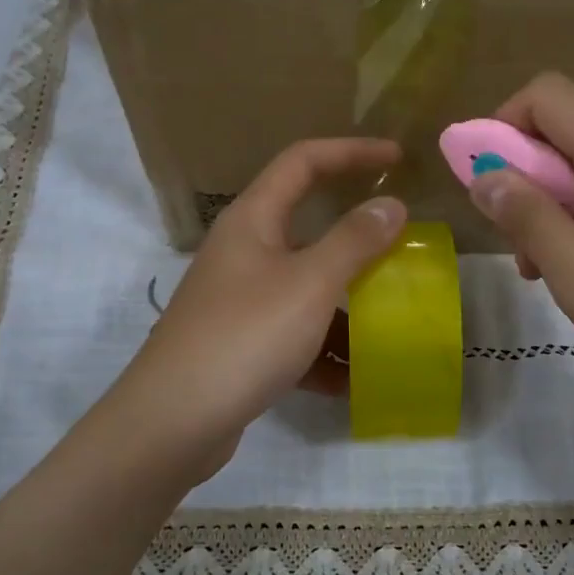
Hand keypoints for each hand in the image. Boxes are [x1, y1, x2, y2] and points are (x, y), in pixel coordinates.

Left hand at [112, 138, 405, 478]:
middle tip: (400, 247)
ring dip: (344, 304)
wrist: (173, 422)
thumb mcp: (310, 284)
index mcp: (252, 221)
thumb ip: (354, 241)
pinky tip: (351, 379)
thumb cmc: (245, 336)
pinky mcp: (239, 345)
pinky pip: (292, 335)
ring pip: (303, 288)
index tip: (397, 159)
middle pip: (306, 228)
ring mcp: (238, 301)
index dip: (350, 152)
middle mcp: (242, 253)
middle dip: (355, 240)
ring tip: (388, 324)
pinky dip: (321, 350)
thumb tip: (391, 205)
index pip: (302, 162)